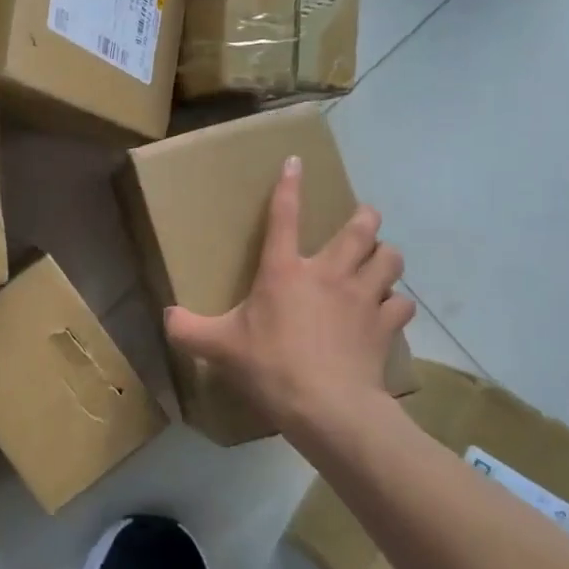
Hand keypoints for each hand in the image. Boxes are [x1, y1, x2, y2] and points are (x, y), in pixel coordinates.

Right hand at [164, 157, 414, 435]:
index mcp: (284, 271)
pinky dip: (396, 302)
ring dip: (385, 256)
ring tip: (378, 261)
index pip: (284, 216)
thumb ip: (186, 329)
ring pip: (390, 259)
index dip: (289, 185)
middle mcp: (328, 274)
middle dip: (364, 218)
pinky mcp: (386, 326)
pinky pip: (401, 303)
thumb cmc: (270, 366)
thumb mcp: (217, 347)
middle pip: (360, 228)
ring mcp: (362, 298)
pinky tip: (388, 309)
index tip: (296, 161)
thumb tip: (166, 316)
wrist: (328, 407)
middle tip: (361, 221)